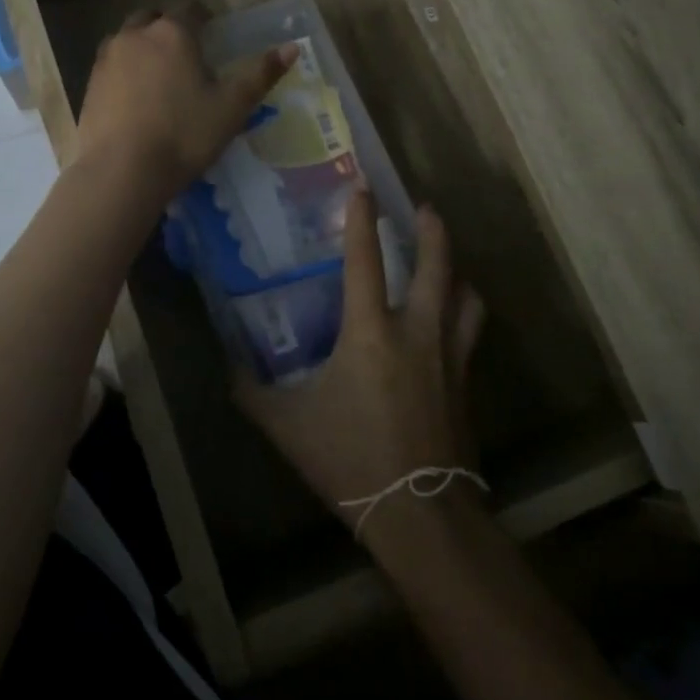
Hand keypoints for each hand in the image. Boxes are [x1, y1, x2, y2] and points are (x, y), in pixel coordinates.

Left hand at [74, 7, 295, 205]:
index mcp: (173, 33)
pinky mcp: (89, 85)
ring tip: (158, 75)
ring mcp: (107, 59)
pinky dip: (125, 72)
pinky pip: (111, 66)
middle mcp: (136, 35)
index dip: (204, 18)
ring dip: (142, 47)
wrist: (122, 171)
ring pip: (127, 40)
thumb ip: (260, 74)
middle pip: (153, 18)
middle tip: (185, 54)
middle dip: (168, 28)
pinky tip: (135, 99)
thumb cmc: (184, 135)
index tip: (213, 34)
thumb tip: (292, 47)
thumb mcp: (232, 107)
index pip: (191, 10)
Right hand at [237, 185, 485, 544]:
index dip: (361, 219)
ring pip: (466, 296)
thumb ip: (253, 393)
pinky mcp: (466, 383)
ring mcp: (449, 356)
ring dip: (457, 271)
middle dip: (432, 230)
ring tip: (446, 263)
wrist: (419, 513)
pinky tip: (452, 322)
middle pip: (436, 265)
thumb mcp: (288, 426)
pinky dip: (463, 312)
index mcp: (370, 333)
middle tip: (425, 209)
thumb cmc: (350, 460)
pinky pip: (470, 332)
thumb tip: (230, 370)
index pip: (364, 260)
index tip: (362, 186)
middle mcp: (417, 332)